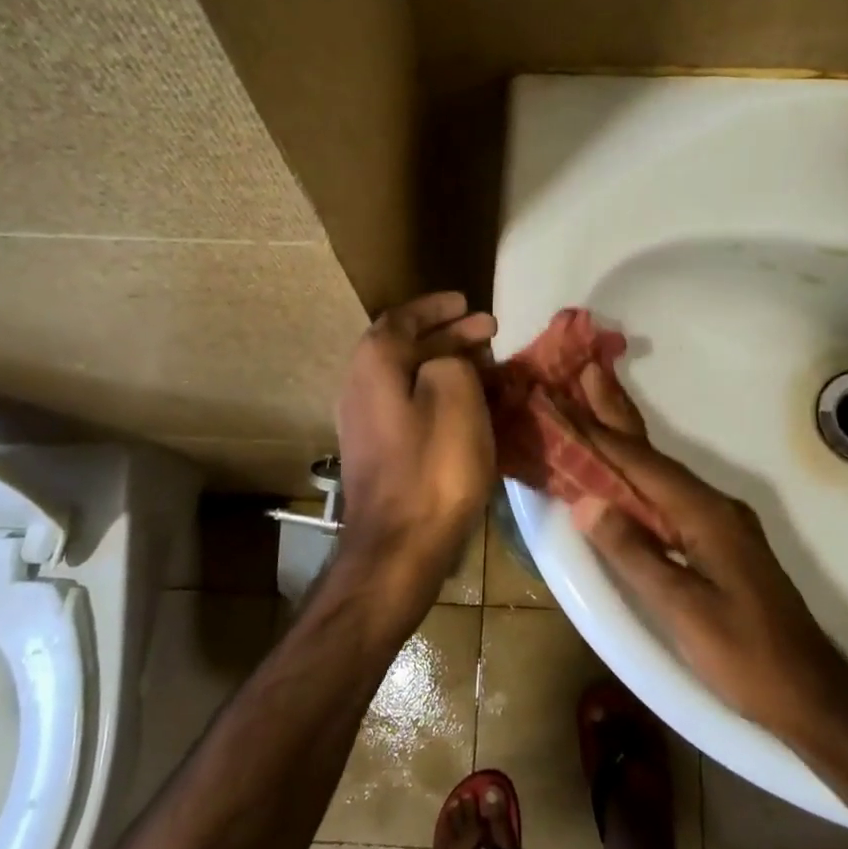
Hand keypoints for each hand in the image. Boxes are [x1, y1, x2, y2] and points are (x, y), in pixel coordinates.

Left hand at [331, 292, 496, 631]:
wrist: (398, 546)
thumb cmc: (432, 466)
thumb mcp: (456, 395)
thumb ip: (451, 360)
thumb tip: (445, 362)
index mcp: (374, 363)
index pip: (403, 318)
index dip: (437, 307)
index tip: (468, 302)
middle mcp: (359, 385)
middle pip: (405, 346)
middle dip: (448, 334)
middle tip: (488, 330)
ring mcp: (364, 421)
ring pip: (408, 376)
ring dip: (445, 364)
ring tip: (483, 363)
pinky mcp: (377, 451)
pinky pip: (409, 403)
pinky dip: (437, 392)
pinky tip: (466, 404)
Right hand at [569, 366, 847, 742]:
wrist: (811, 693)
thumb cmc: (746, 655)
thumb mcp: (685, 610)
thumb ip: (634, 553)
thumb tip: (586, 502)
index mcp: (705, 514)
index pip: (640, 465)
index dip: (598, 434)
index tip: (564, 402)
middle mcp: (714, 505)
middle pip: (654, 454)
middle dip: (618, 413)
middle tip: (588, 369)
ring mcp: (719, 521)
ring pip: (661, 472)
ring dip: (626, 440)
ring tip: (597, 405)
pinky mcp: (719, 540)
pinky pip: (669, 495)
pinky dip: (640, 475)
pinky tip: (626, 473)